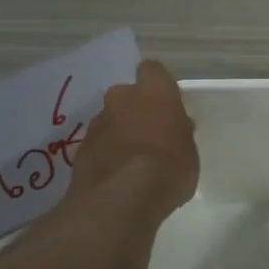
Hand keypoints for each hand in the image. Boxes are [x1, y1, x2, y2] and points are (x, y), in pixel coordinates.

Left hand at [70, 60, 199, 213]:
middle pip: (127, 96)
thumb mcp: (189, 151)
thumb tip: (176, 128)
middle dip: (134, 112)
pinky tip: (115, 177)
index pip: (153, 70)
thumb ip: (180, 133)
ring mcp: (97, 122)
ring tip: (130, 164)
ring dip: (118, 135)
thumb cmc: (169, 168)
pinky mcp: (79, 148)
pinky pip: (97, 145)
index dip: (158, 86)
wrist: (122, 198)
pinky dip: (104, 155)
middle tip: (148, 137)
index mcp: (153, 92)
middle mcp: (121, 98)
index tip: (165, 106)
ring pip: (109, 121)